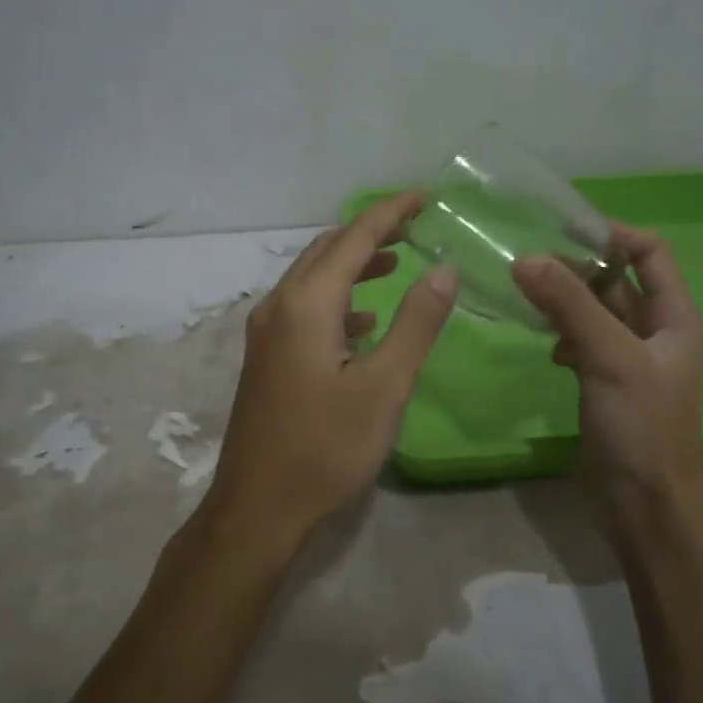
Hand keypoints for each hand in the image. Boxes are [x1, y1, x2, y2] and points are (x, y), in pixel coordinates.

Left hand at [204, 191, 458, 547]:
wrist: (258, 507)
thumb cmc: (325, 448)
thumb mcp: (384, 387)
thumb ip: (415, 324)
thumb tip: (444, 268)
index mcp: (306, 305)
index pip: (354, 238)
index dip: (391, 212)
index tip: (426, 195)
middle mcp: (279, 307)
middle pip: (326, 251)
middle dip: (370, 232)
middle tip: (415, 226)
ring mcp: (266, 333)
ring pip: (312, 279)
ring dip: (352, 265)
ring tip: (397, 263)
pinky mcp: (266, 358)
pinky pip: (304, 309)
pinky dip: (337, 300)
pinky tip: (363, 322)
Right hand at [512, 223, 702, 524]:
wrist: (646, 503)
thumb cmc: (642, 425)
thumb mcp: (609, 357)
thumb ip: (569, 306)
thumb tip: (524, 258)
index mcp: (674, 316)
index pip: (649, 253)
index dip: (612, 235)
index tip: (562, 229)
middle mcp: (654, 331)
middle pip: (615, 280)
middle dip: (576, 269)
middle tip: (529, 265)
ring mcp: (628, 358)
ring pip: (594, 312)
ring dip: (565, 302)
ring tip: (528, 299)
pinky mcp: (605, 382)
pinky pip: (582, 341)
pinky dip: (563, 336)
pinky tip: (548, 349)